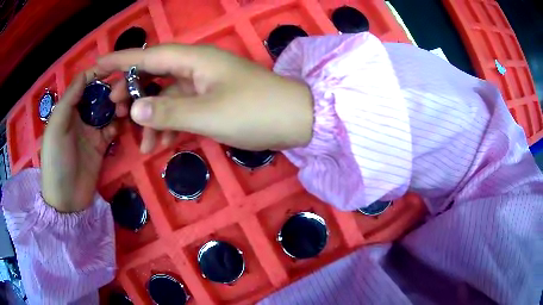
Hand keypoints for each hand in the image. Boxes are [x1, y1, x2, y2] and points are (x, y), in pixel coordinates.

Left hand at [41, 73, 117, 211]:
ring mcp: (92, 130)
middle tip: (124, 92)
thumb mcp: (56, 127)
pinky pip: (114, 128)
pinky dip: (120, 123)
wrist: (67, 199)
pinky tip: (124, 123)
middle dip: (111, 90)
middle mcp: (81, 116)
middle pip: (98, 95)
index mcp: (68, 109)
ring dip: (118, 106)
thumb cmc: (56, 160)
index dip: (97, 74)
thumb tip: (86, 73)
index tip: (115, 69)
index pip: (84, 84)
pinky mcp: (102, 145)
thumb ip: (69, 100)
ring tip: (126, 108)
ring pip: (108, 109)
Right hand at [97, 44, 313, 152]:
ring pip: (167, 97)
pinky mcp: (212, 100)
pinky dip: (170, 125)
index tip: (98, 65)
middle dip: (133, 93)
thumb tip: (135, 108)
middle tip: (114, 112)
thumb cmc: (255, 112)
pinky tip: (161, 144)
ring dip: (152, 118)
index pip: (149, 56)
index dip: (122, 60)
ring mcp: (205, 84)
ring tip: (140, 143)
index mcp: (195, 60)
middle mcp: (197, 67)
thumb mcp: (207, 114)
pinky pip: (182, 109)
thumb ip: (168, 111)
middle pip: (154, 76)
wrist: (295, 120)